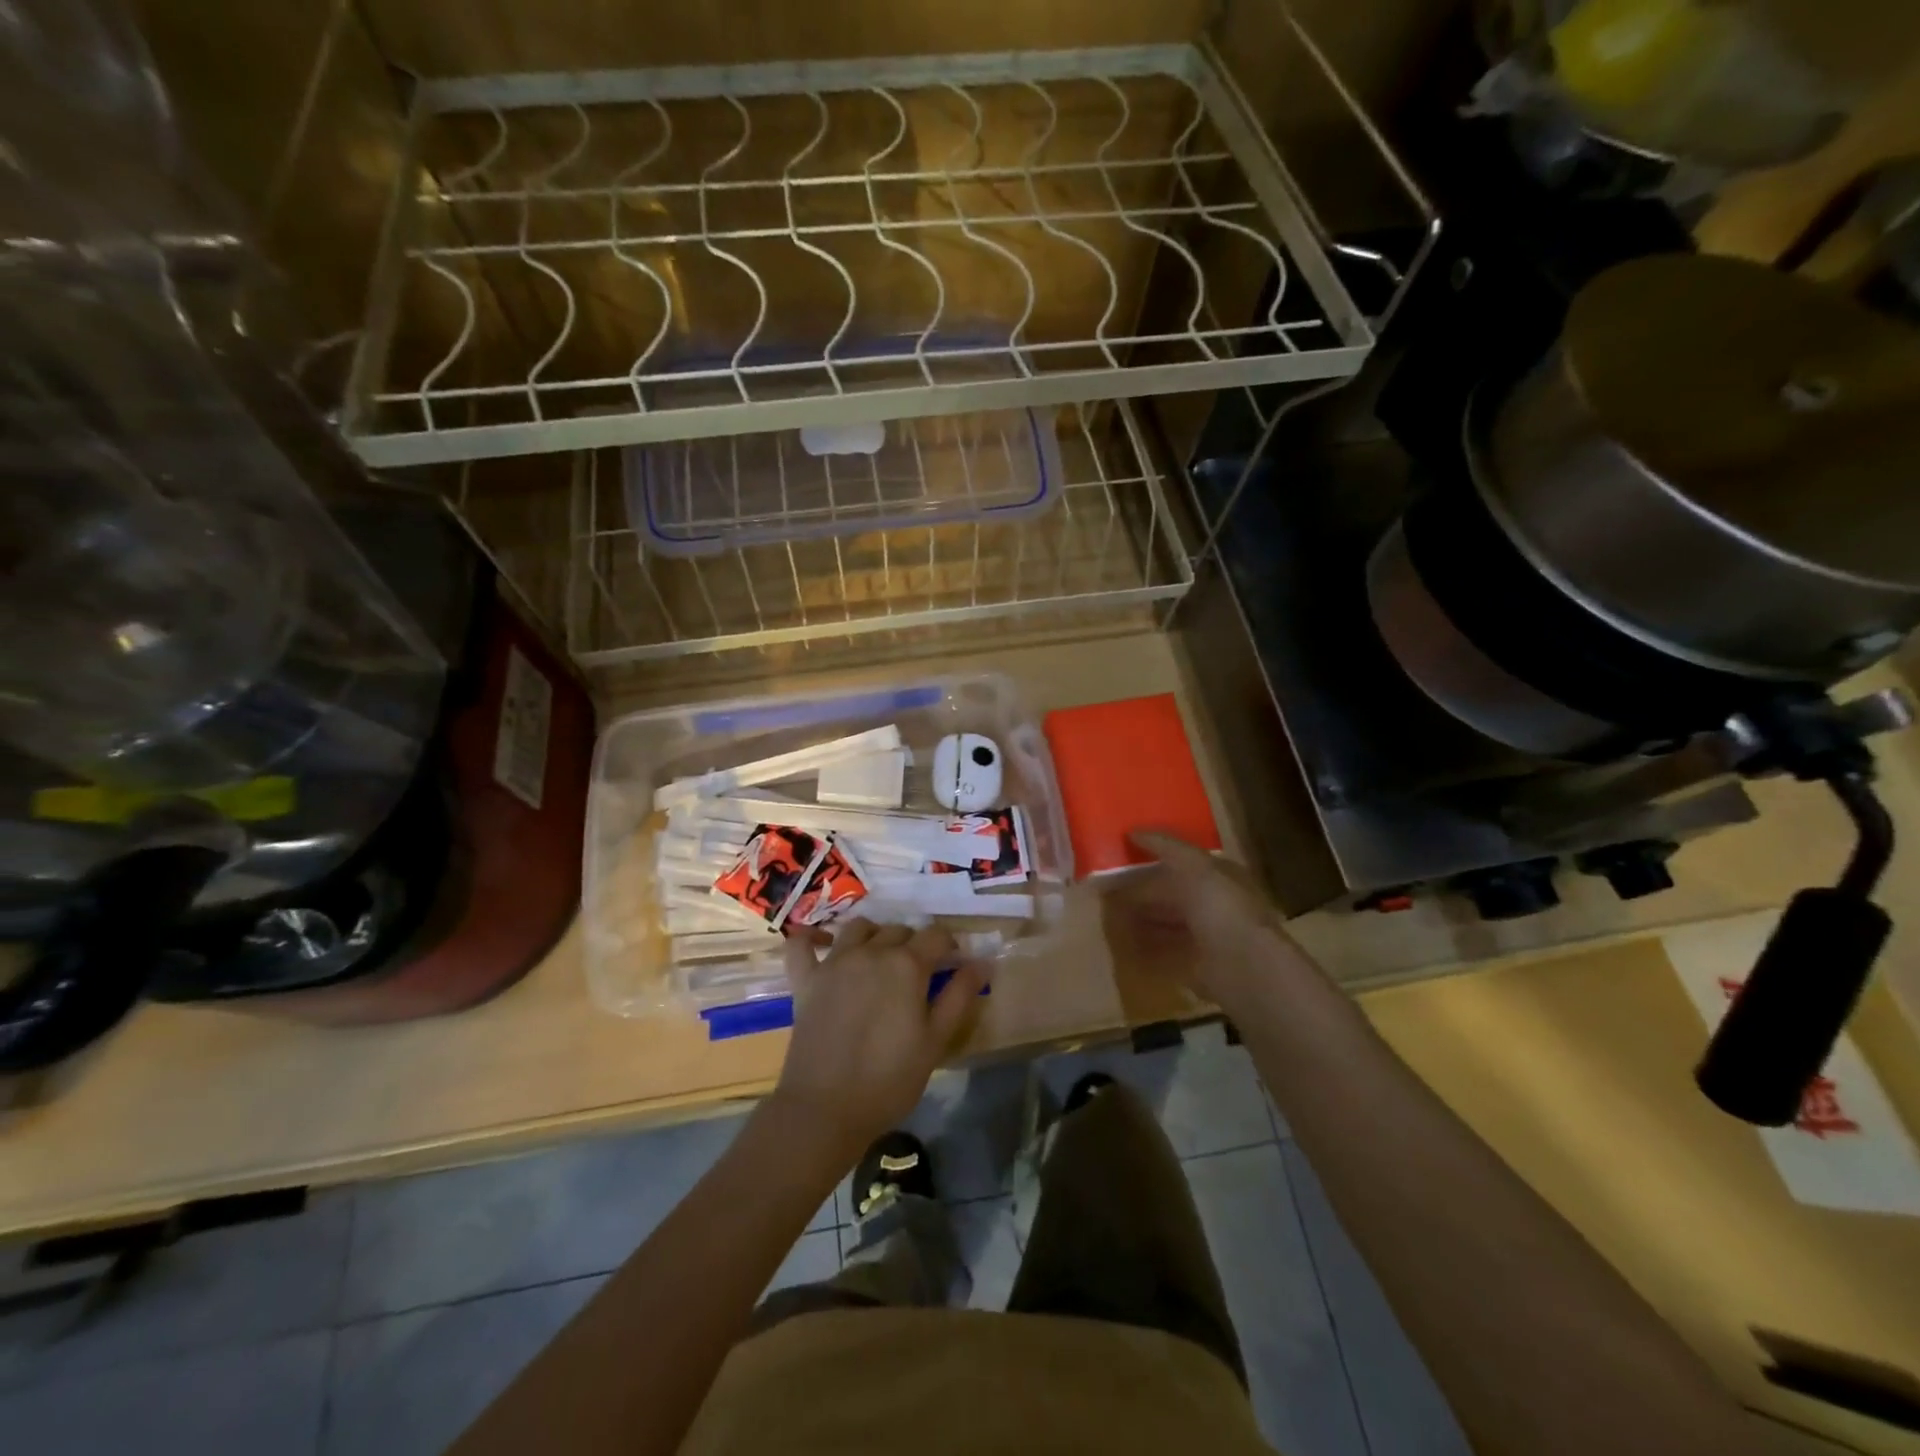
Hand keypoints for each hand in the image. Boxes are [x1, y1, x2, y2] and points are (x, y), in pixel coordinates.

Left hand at [771, 920, 986, 1153]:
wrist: (825, 1108)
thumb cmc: (889, 1079)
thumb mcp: (935, 1041)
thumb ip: (959, 996)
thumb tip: (982, 962)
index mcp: (907, 965)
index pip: (936, 936)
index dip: (949, 946)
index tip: (953, 964)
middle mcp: (871, 952)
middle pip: (899, 930)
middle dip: (914, 943)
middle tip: (919, 972)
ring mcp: (834, 963)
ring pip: (859, 928)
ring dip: (874, 935)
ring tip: (880, 958)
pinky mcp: (806, 979)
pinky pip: (801, 944)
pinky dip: (811, 938)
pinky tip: (822, 944)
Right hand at [1118, 831, 1315, 1013]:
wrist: (1242, 967)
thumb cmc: (1221, 907)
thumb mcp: (1193, 865)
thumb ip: (1165, 846)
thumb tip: (1133, 830)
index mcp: (1222, 877)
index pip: (1187, 861)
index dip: (1159, 854)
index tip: (1127, 852)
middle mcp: (1216, 905)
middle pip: (1175, 893)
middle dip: (1145, 889)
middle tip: (1108, 885)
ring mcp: (1207, 937)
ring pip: (1168, 922)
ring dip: (1142, 917)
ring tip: (1110, 913)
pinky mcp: (1196, 965)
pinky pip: (1164, 951)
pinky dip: (1145, 946)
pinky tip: (1123, 941)